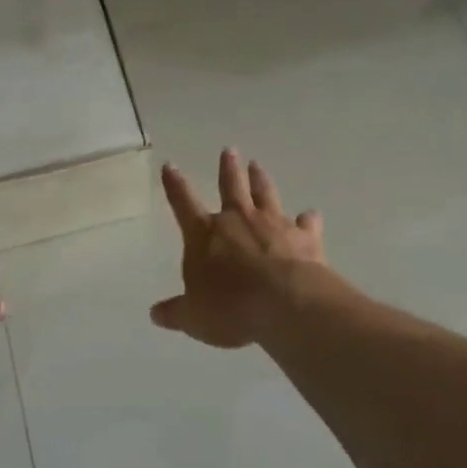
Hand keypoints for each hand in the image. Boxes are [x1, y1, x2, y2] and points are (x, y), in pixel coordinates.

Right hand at [150, 148, 327, 348]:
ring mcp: (273, 224)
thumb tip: (155, 313)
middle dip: (228, 168)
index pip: (183, 203)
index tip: (170, 166)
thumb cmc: (231, 308)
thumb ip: (176, 312)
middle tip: (229, 151)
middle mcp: (237, 220)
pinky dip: (308, 219)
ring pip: (265, 194)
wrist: (286, 304)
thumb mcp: (194, 317)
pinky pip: (306, 223)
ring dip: (260, 179)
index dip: (175, 185)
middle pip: (231, 186)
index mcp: (205, 234)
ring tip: (257, 165)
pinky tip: (312, 215)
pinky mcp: (304, 237)